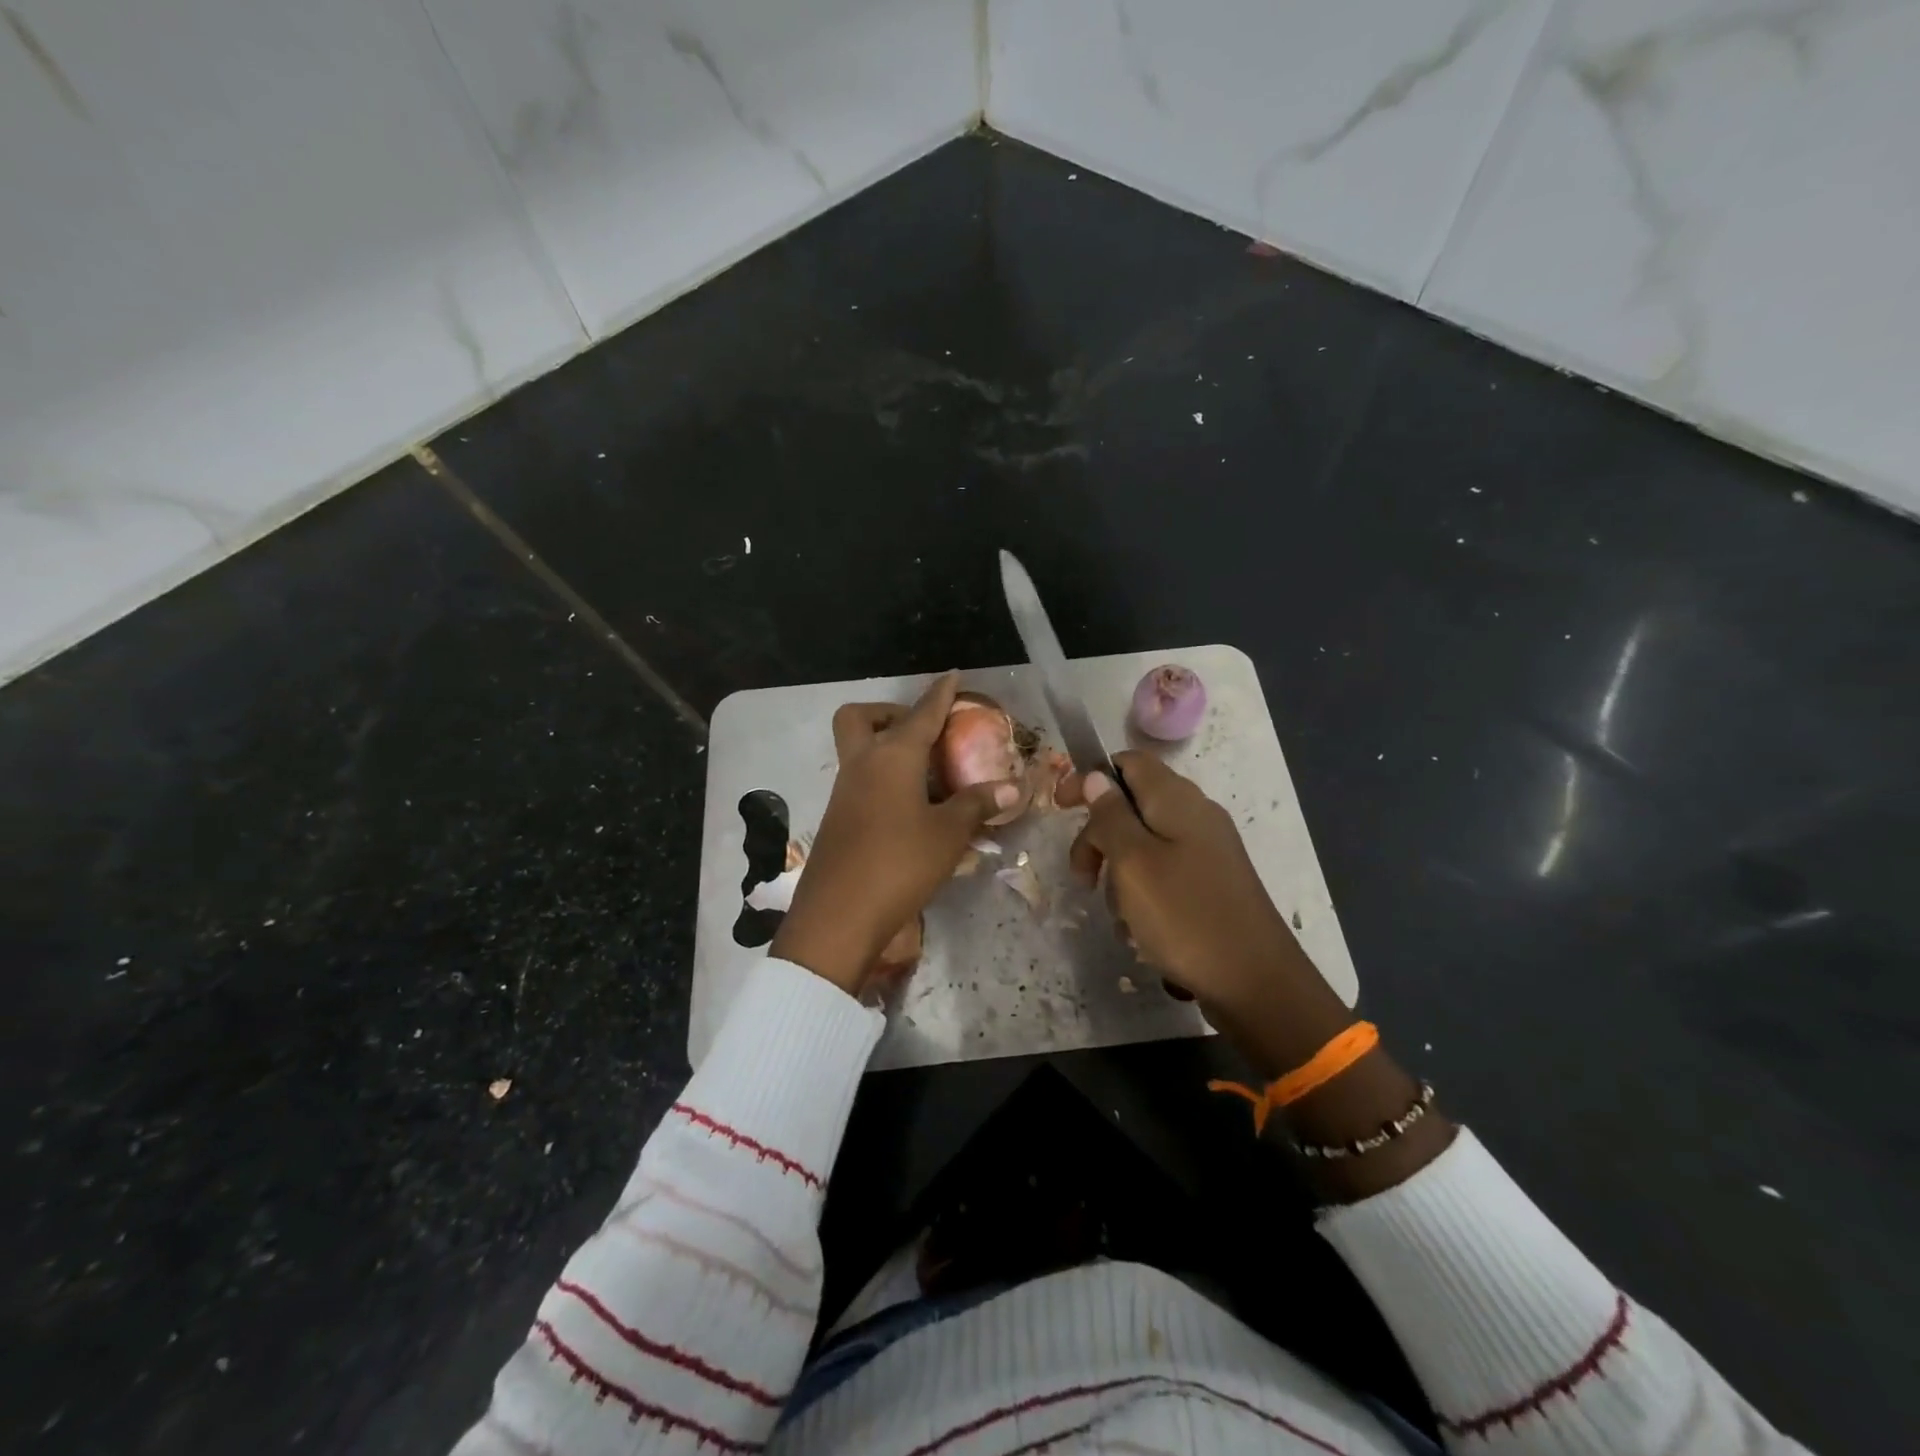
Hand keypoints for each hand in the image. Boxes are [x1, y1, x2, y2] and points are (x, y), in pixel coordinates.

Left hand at [771, 672, 1022, 994]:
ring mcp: (844, 791)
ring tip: (926, 772)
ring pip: (858, 750)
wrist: (839, 916)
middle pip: (860, 717)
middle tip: (921, 730)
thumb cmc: (899, 864)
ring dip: (886, 747)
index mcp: (892, 757)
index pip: (921, 713)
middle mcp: (862, 764)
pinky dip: (882, 779)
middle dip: (888, 712)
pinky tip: (910, 807)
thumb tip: (1010, 787)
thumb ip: (976, 804)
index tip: (952, 676)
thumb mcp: (948, 834)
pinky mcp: (838, 818)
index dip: (940, 694)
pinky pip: (859, 780)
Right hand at [1059, 751, 1349, 1074]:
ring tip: (1120, 915)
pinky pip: (1164, 875)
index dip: (1090, 778)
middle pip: (1132, 806)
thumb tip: (1097, 777)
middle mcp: (1195, 816)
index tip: (1060, 808)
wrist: (1254, 982)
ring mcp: (1207, 851)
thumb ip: (1110, 815)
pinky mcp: (1211, 883)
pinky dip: (1143, 895)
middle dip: (1099, 838)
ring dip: (1120, 875)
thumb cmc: (1184, 915)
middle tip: (1082, 877)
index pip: (1128, 762)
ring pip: (1143, 846)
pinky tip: (1141, 931)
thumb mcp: (1133, 862)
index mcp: (1177, 800)